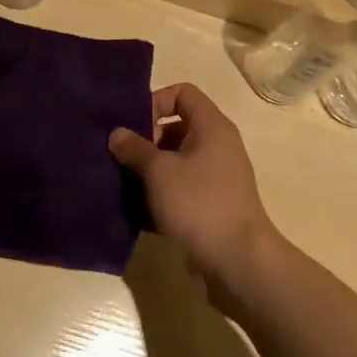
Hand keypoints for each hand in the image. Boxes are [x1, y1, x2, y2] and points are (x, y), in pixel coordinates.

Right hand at [108, 83, 279, 290]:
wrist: (239, 264)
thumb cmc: (200, 204)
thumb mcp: (159, 172)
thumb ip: (135, 148)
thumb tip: (117, 133)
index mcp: (211, 126)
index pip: (182, 93)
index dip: (155, 101)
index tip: (133, 125)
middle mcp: (217, 145)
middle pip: (176, 127)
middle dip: (146, 140)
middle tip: (121, 156)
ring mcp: (216, 178)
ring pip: (176, 161)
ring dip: (149, 170)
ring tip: (121, 182)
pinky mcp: (212, 206)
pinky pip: (181, 189)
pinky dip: (160, 195)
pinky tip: (135, 210)